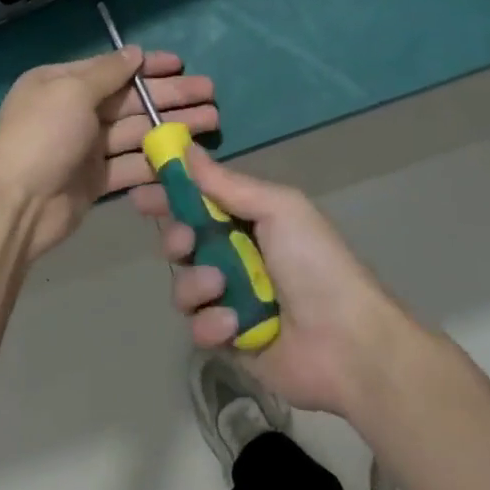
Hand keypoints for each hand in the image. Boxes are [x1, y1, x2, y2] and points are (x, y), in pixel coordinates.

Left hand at [0, 48, 216, 262]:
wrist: (16, 206)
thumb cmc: (42, 136)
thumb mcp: (71, 92)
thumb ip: (107, 72)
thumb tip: (134, 52)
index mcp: (62, 84)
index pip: (113, 69)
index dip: (149, 66)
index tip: (181, 63)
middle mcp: (75, 112)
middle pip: (131, 101)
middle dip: (170, 95)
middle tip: (210, 93)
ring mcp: (86, 148)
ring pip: (137, 132)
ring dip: (173, 126)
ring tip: (212, 120)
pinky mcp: (96, 180)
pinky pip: (132, 164)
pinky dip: (158, 160)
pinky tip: (188, 156)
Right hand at [132, 152, 414, 416]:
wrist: (347, 342)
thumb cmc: (314, 263)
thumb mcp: (277, 208)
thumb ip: (227, 183)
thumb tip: (186, 147)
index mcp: (249, 220)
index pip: (198, 200)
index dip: (169, 194)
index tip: (141, 192)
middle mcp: (235, 256)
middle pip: (182, 241)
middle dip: (177, 238)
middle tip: (187, 242)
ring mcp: (230, 299)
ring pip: (183, 284)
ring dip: (196, 284)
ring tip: (221, 288)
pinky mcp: (228, 339)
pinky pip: (197, 326)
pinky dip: (211, 323)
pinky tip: (234, 325)